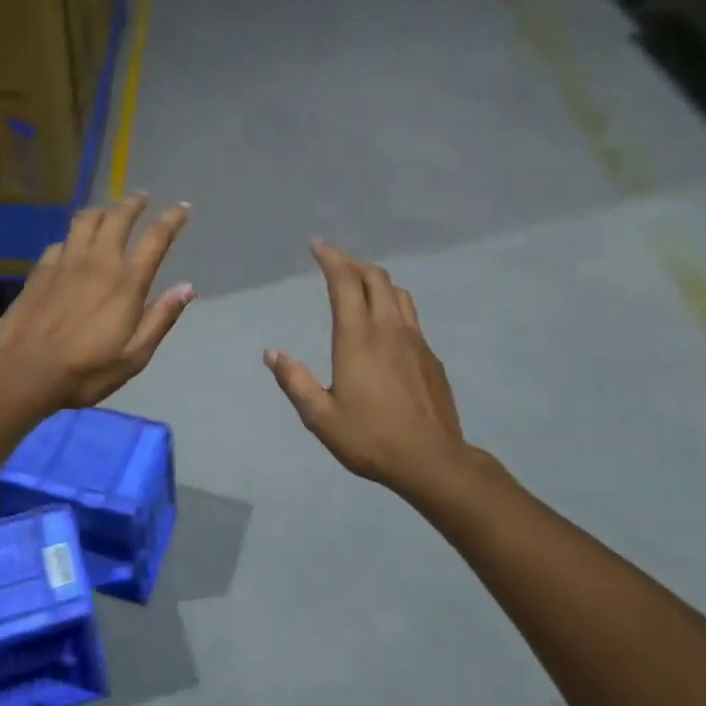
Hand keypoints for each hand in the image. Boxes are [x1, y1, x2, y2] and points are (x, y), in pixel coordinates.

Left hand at [0, 195, 193, 409]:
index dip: (171, 219)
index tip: (181, 207)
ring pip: (86, 221)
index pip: (155, 239)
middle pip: (118, 219)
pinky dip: (73, 236)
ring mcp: (66, 263)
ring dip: (102, 210)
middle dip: (133, 204)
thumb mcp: (134, 356)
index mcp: (126, 283)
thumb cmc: (87, 370)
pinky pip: (61, 241)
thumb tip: (187, 288)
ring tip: (109, 209)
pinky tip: (73, 243)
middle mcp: (98, 263)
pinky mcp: (41, 270)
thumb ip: (161, 318)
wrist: (26, 371)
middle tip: (142, 197)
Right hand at [265, 240, 479, 498]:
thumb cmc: (371, 438)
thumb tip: (272, 353)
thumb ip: (295, 381)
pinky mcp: (431, 356)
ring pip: (397, 293)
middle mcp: (388, 328)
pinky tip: (385, 326)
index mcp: (357, 337)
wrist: (432, 460)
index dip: (330, 258)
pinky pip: (410, 316)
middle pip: (375, 277)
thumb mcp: (321, 417)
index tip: (317, 245)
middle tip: (334, 261)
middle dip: (352, 263)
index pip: (344, 282)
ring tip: (359, 285)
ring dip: (375, 280)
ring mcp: (415, 340)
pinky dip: (392, 305)